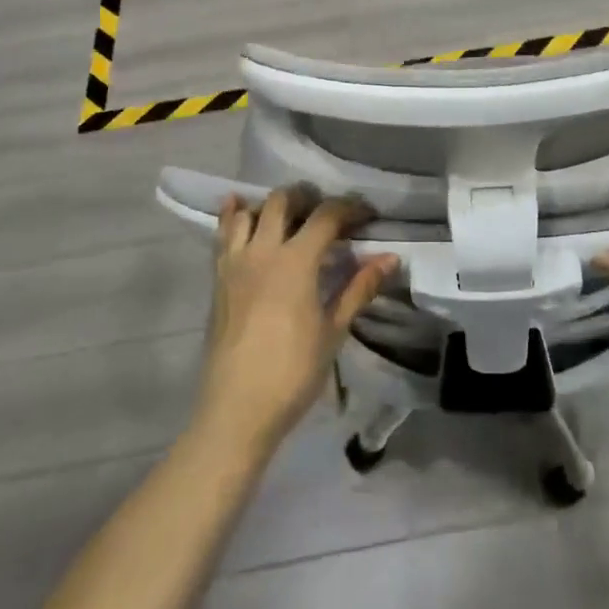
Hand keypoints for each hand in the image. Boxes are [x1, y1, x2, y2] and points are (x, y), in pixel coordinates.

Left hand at [195, 188, 396, 459]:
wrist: (236, 410)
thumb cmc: (293, 372)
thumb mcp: (333, 330)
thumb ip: (359, 288)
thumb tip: (391, 258)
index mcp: (296, 261)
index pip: (326, 215)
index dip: (350, 208)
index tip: (368, 214)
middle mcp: (262, 251)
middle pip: (284, 200)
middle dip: (309, 197)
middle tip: (329, 214)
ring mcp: (234, 262)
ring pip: (249, 211)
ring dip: (271, 205)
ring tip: (290, 217)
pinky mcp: (217, 278)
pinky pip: (221, 234)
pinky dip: (232, 215)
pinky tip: (238, 206)